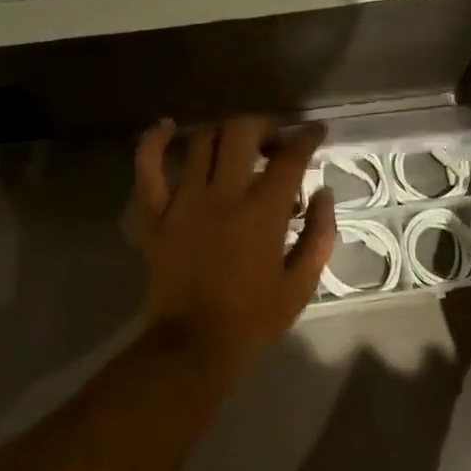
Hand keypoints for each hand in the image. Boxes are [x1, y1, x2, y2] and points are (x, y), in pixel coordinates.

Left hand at [132, 116, 336, 366]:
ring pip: (200, 141)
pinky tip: (168, 129)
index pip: (290, 157)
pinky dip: (154, 141)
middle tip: (275, 145)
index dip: (307, 137)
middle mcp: (222, 195)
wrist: (194, 343)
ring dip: (223, 134)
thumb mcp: (302, 283)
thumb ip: (319, 234)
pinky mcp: (154, 214)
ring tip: (236, 146)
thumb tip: (322, 193)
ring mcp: (182, 201)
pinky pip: (147, 167)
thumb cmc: (254, 317)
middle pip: (241, 132)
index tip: (316, 132)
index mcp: (262, 212)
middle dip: (264, 127)